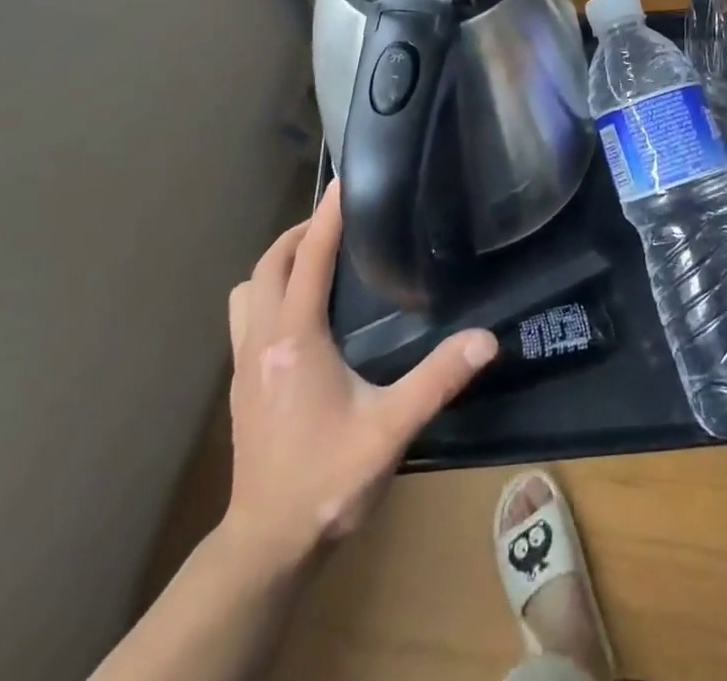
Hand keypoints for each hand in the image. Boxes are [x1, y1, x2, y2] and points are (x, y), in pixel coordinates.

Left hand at [220, 179, 495, 569]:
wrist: (268, 545)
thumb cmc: (328, 479)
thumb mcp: (391, 429)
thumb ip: (438, 380)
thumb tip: (486, 339)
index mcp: (296, 339)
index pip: (308, 259)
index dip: (326, 217)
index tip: (343, 182)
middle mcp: (262, 341)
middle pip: (268, 265)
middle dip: (299, 234)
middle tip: (335, 223)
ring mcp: (244, 365)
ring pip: (247, 291)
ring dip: (275, 266)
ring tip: (312, 262)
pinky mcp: (240, 387)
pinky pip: (246, 318)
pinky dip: (268, 296)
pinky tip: (298, 318)